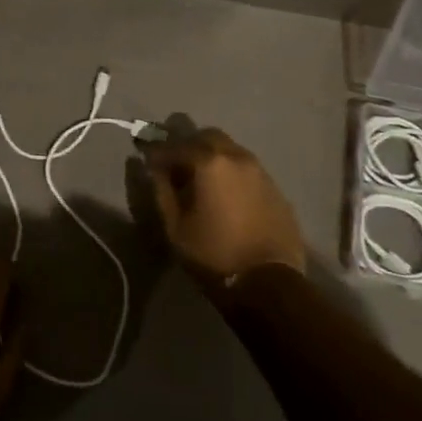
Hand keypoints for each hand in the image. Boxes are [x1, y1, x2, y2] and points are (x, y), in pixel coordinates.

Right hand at [141, 128, 306, 281]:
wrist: (270, 283)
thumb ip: (161, 191)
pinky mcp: (275, 188)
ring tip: (201, 182)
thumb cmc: (214, 255)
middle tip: (176, 167)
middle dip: (188, 146)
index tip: (146, 159)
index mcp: (209, 162)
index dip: (157, 152)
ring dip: (212, 157)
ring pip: (230, 149)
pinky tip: (226, 195)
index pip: (175, 146)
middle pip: (207, 136)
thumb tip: (153, 168)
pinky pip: (247, 169)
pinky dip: (232, 173)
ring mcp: (260, 171)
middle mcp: (237, 156)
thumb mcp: (176, 227)